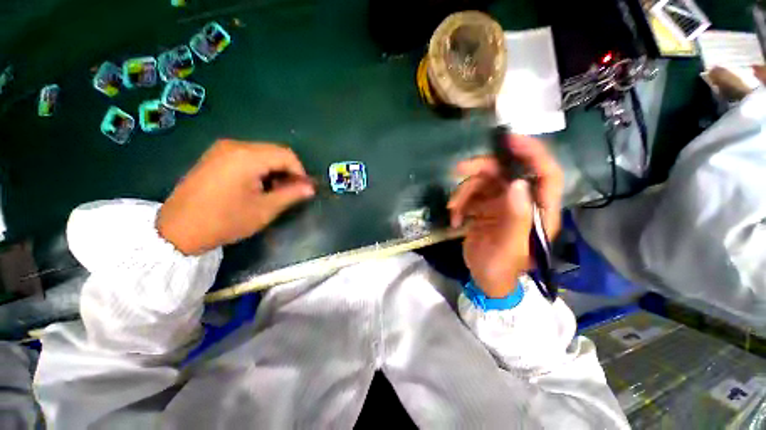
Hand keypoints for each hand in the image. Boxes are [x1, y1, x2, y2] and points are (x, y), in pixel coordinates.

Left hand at [157, 140, 314, 254]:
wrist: (177, 230)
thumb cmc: (225, 221)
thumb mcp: (264, 209)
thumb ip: (291, 194)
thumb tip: (311, 188)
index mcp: (247, 157)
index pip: (287, 155)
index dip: (300, 172)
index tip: (303, 189)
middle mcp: (234, 146)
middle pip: (274, 151)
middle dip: (288, 171)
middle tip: (290, 192)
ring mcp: (221, 149)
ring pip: (262, 153)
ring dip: (274, 170)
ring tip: (273, 191)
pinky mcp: (214, 156)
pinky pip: (247, 156)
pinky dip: (259, 169)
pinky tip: (256, 186)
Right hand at [448, 135, 563, 297]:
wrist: (484, 280)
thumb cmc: (502, 268)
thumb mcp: (510, 247)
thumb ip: (517, 217)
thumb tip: (518, 184)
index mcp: (539, 211)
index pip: (546, 174)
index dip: (533, 153)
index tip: (510, 139)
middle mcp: (522, 202)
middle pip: (506, 173)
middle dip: (482, 169)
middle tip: (460, 169)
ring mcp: (501, 204)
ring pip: (483, 183)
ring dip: (464, 192)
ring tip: (453, 209)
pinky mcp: (484, 209)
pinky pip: (469, 196)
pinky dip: (459, 205)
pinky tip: (454, 220)